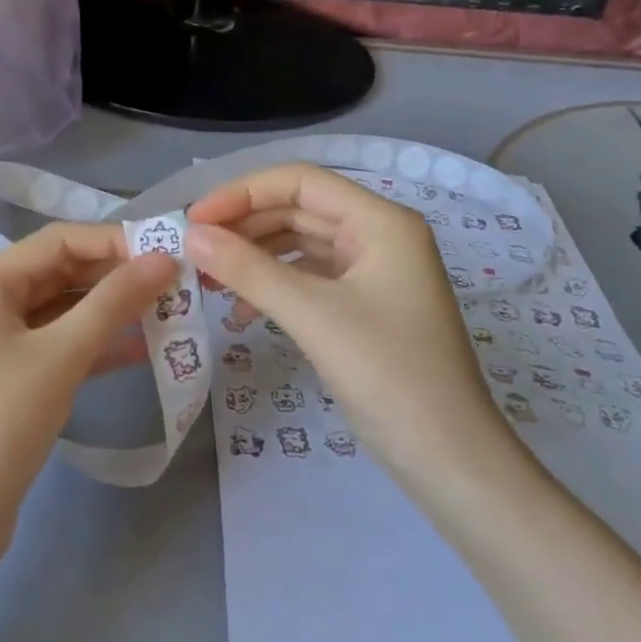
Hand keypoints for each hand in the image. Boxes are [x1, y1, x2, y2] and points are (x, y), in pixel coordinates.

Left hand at [0, 224, 175, 568]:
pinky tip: (141, 353)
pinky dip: (97, 347)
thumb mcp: (62, 354)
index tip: (167, 252)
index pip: (60, 240)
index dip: (114, 240)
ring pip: (64, 312)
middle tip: (174, 285)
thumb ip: (114, 302)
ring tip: (167, 314)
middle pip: (62, 272)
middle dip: (116, 276)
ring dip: (112, 311)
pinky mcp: (11, 383)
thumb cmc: (0, 422)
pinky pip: (60, 348)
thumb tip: (164, 258)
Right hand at [186, 164, 519, 491]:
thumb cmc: (389, 374)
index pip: (299, 181)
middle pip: (297, 209)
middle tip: (194, 250)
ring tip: (209, 279)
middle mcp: (378, 235)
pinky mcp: (363, 306)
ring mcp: (372, 272)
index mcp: (380, 221)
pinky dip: (273, 287)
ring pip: (299, 244)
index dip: (242, 192)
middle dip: (244, 226)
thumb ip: (248, 269)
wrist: (449, 460)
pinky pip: (308, 278)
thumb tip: (191, 236)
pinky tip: (241, 312)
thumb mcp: (312, 315)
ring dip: (253, 257)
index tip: (195, 220)